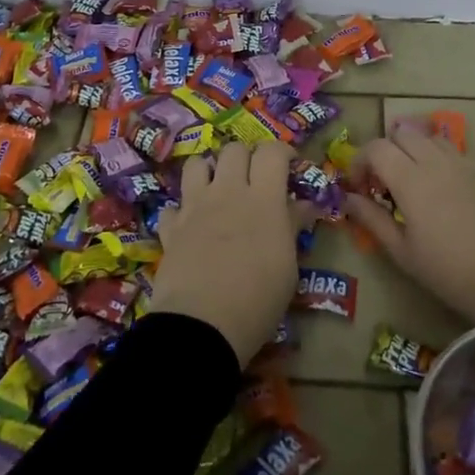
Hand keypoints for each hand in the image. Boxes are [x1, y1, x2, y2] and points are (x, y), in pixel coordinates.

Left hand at [150, 141, 301, 362]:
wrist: (202, 325)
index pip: (272, 152)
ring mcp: (194, 207)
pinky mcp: (171, 227)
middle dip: (247, 157)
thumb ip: (292, 227)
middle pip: (234, 150)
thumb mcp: (288, 266)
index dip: (282, 152)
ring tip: (218, 190)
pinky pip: (173, 205)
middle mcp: (227, 192)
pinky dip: (182, 211)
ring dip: (210, 171)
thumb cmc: (258, 299)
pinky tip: (190, 226)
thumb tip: (303, 205)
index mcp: (263, 198)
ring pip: (197, 164)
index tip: (289, 166)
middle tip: (254, 179)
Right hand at [345, 127, 474, 319]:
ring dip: (416, 151)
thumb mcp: (403, 253)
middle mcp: (437, 161)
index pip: (376, 147)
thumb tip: (348, 198)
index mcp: (410, 179)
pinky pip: (458, 154)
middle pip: (403, 134)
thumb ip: (372, 219)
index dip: (360, 161)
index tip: (360, 187)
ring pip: (432, 139)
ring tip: (417, 183)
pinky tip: (448, 192)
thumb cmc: (450, 271)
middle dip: (387, 151)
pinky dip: (442, 162)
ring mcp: (467, 164)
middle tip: (386, 183)